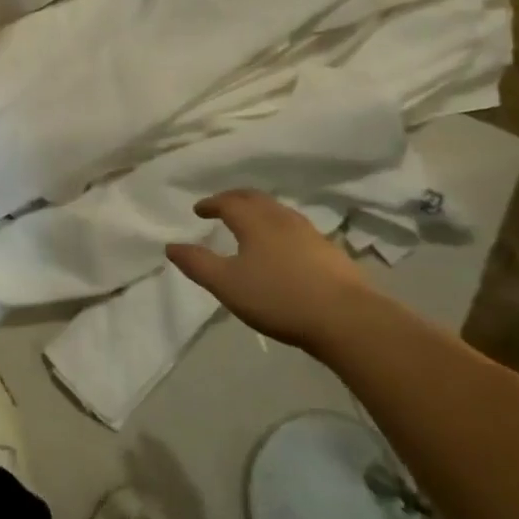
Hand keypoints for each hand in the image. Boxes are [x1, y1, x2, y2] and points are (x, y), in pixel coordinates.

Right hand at [165, 189, 375, 351]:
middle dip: (234, 199)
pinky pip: (295, 228)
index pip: (228, 202)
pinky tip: (281, 248)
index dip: (211, 203)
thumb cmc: (279, 297)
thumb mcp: (227, 284)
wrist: (346, 319)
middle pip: (255, 199)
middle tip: (221, 207)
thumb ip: (197, 264)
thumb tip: (171, 246)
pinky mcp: (329, 251)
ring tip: (249, 225)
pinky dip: (278, 227)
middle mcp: (282, 219)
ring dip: (258, 212)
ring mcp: (309, 233)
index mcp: (255, 221)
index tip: (198, 210)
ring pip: (278, 211)